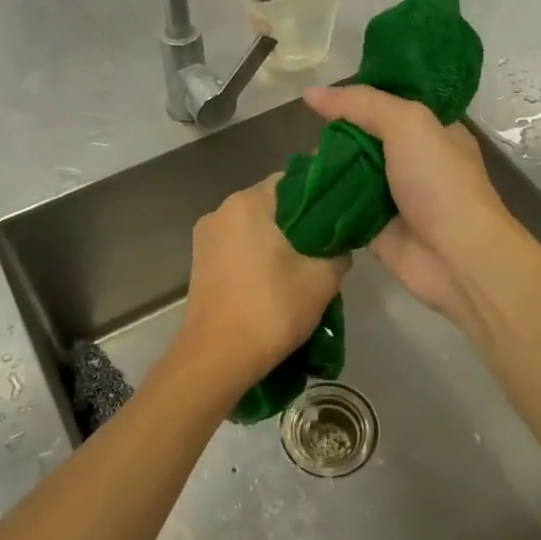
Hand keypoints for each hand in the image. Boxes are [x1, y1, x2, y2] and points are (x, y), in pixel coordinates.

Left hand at [174, 176, 348, 390]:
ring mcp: (205, 237)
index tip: (341, 218)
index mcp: (248, 203)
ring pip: (254, 226)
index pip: (294, 181)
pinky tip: (276, 279)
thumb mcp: (322, 279)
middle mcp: (221, 210)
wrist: (217, 358)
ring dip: (278, 241)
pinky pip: (238, 246)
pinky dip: (258, 255)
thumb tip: (339, 245)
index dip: (322, 197)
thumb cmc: (271, 310)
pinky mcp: (199, 262)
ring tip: (303, 266)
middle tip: (327, 246)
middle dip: (300, 222)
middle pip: (272, 204)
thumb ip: (338, 251)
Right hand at [303, 85, 517, 336]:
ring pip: (350, 173)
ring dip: (325, 170)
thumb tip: (310, 93)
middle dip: (335, 136)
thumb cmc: (439, 183)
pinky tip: (298, 193)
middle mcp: (413, 160)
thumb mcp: (407, 124)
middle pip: (364, 138)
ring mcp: (394, 196)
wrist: (456, 257)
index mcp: (431, 129)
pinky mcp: (375, 228)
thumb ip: (361, 104)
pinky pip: (342, 208)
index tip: (322, 97)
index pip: (389, 102)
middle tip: (308, 136)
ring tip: (298, 165)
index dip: (358, 97)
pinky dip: (323, 202)